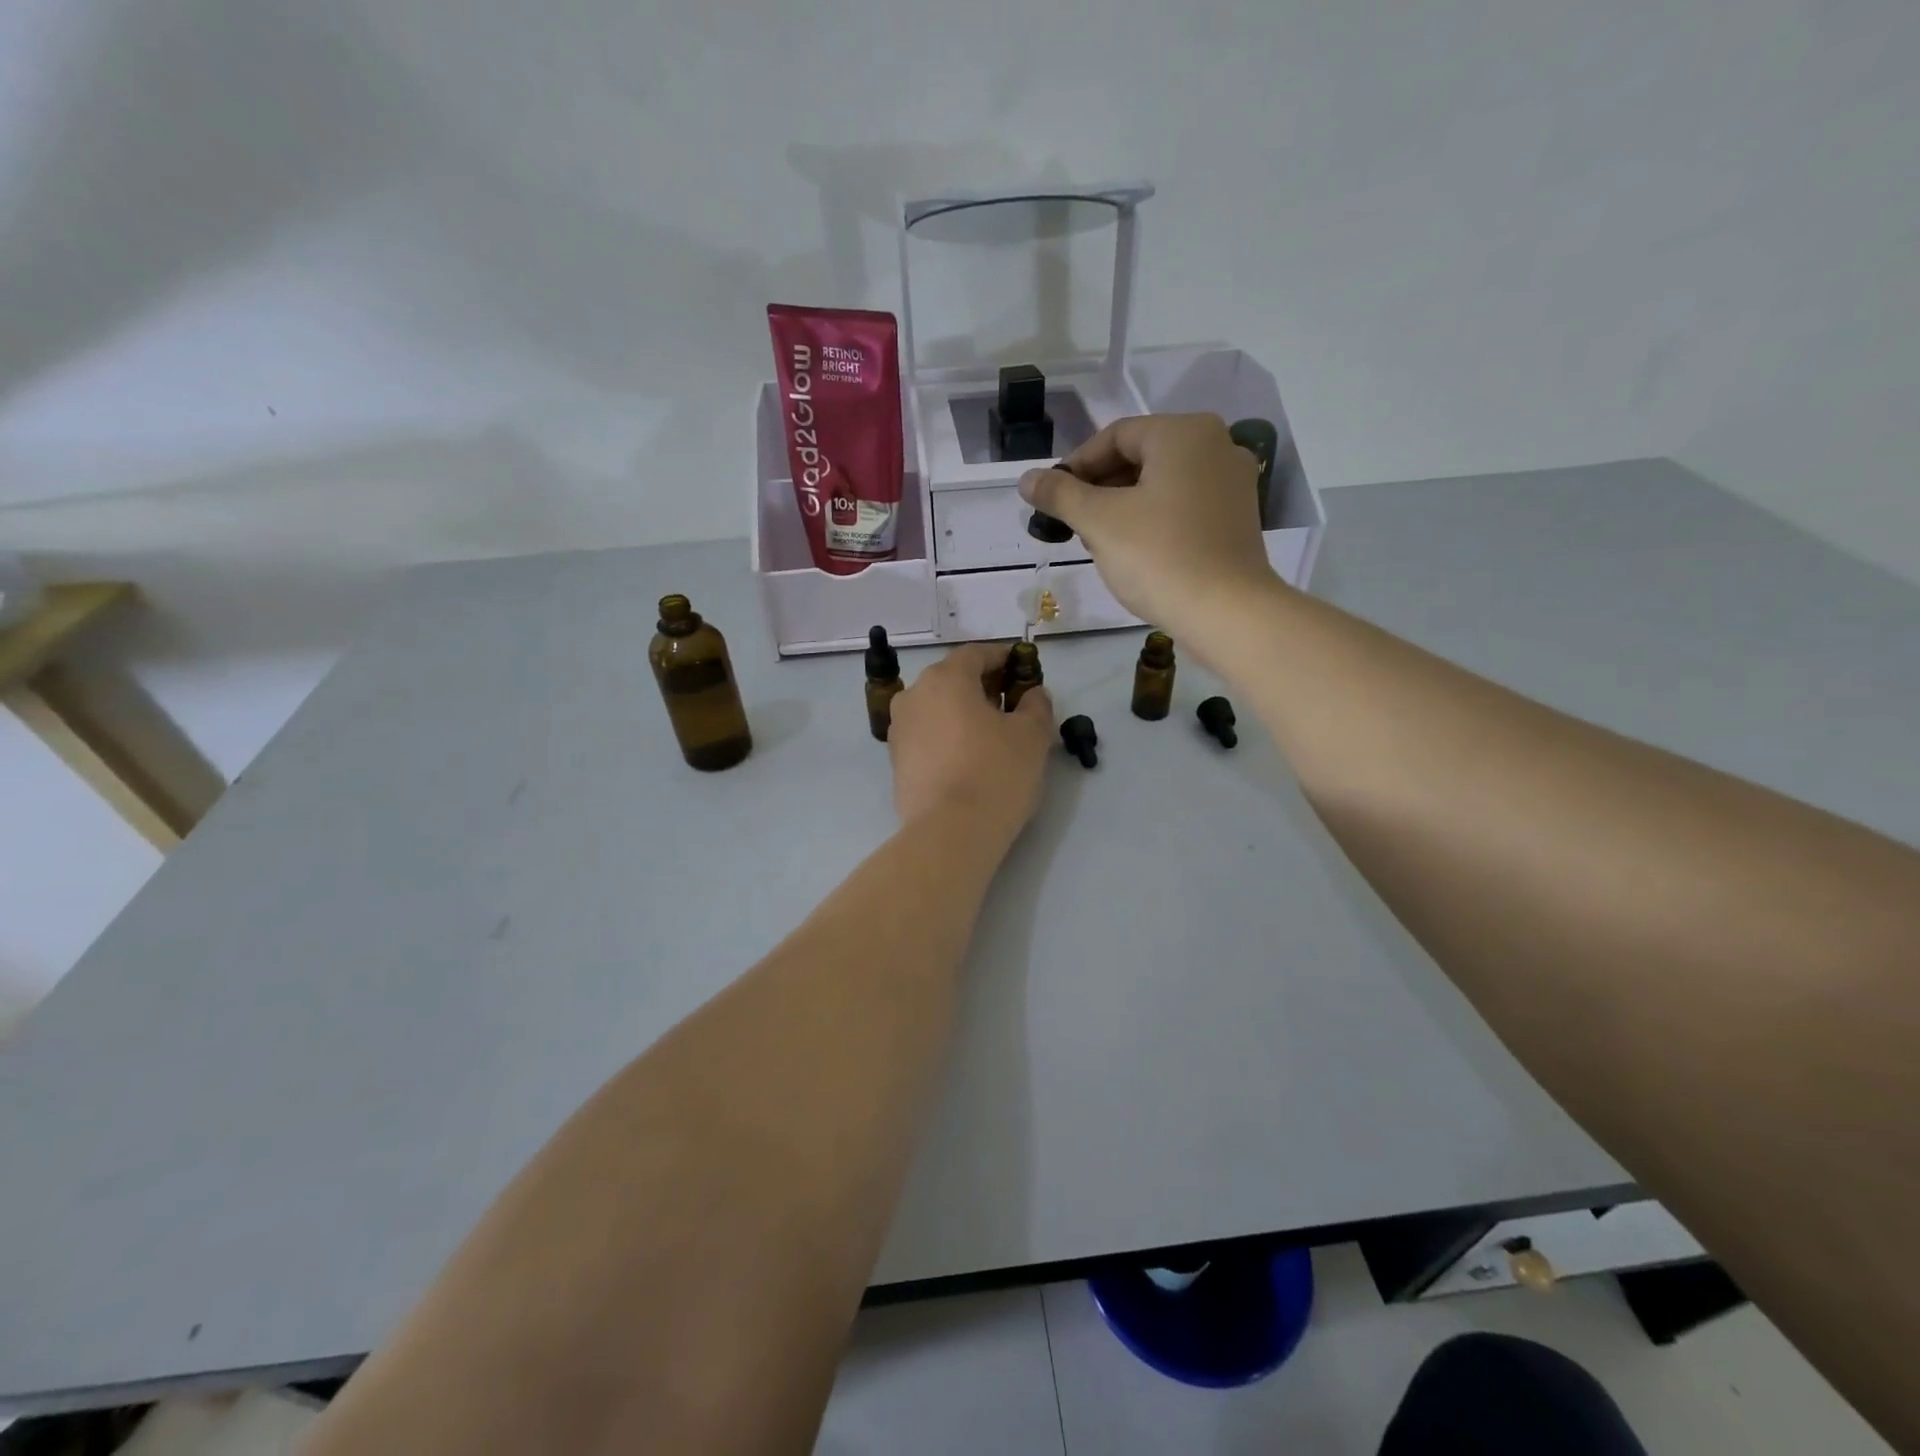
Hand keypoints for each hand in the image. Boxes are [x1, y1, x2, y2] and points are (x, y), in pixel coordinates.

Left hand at [888, 643, 1054, 843]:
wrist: (950, 833)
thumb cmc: (996, 773)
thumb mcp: (1032, 735)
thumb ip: (1036, 705)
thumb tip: (1033, 694)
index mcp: (945, 679)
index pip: (975, 654)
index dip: (1002, 658)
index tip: (1022, 670)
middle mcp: (914, 696)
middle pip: (951, 679)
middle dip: (981, 686)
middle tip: (1010, 704)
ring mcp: (899, 730)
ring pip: (936, 708)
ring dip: (962, 712)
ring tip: (990, 734)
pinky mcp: (896, 762)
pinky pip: (927, 736)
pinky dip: (947, 737)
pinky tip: (968, 758)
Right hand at [1018, 414, 1278, 637]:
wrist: (1227, 612)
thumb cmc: (1159, 556)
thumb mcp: (1099, 522)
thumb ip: (1060, 494)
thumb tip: (1027, 479)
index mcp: (1184, 433)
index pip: (1115, 436)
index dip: (1076, 465)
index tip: (1052, 498)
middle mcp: (1217, 445)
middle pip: (1141, 457)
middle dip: (1100, 487)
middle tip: (1071, 522)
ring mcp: (1233, 483)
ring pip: (1162, 483)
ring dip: (1123, 505)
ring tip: (1098, 540)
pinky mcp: (1239, 518)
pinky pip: (1184, 505)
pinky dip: (1154, 519)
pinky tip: (1135, 551)